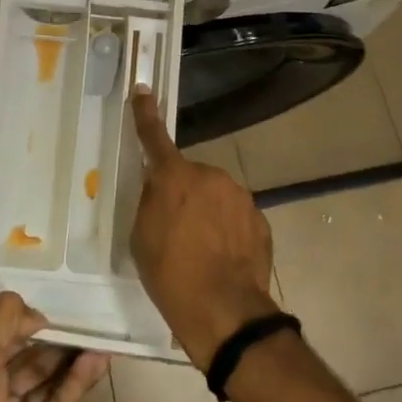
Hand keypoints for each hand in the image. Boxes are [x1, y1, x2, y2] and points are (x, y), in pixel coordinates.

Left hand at [0, 292, 109, 401]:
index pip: (2, 339)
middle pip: (27, 360)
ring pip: (46, 382)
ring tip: (101, 338)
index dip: (26, 324)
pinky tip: (98, 363)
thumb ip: (3, 324)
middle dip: (53, 342)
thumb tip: (35, 311)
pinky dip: (77, 385)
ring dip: (70, 360)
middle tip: (87, 322)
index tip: (55, 311)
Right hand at [129, 87, 280, 367]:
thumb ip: (151, 201)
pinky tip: (223, 258)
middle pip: (190, 177)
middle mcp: (209, 176)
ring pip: (216, 196)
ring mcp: (239, 196)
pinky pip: (236, 216)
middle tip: (176, 231)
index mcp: (174, 177)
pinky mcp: (259, 218)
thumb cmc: (171, 274)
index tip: (144, 89)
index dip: (145, 113)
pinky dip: (228, 231)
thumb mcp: (142, 236)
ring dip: (208, 213)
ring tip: (202, 251)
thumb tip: (159, 187)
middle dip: (183, 195)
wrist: (225, 311)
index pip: (154, 136)